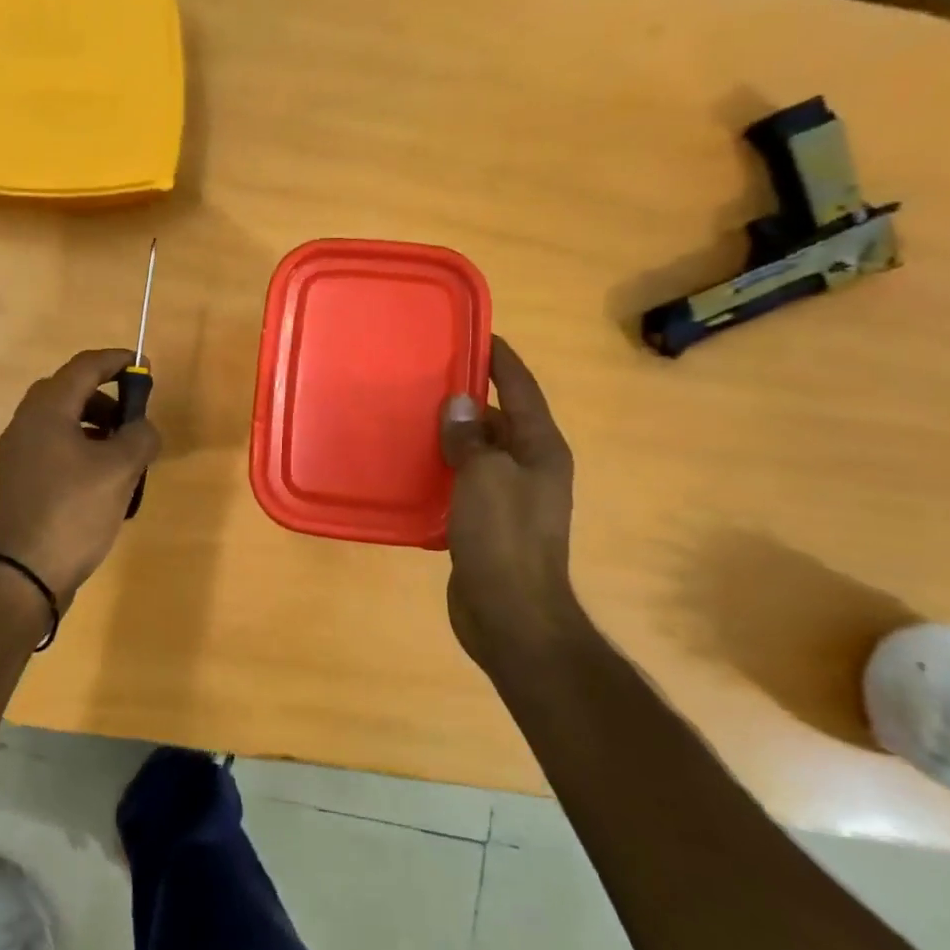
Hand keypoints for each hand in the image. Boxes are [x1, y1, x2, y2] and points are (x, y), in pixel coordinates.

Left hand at [0, 348, 161, 602]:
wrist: (20, 576)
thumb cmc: (72, 513)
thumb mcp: (119, 471)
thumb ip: (140, 437)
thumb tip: (143, 428)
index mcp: (47, 410)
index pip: (84, 367)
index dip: (117, 361)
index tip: (144, 367)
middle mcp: (25, 423)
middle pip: (69, 391)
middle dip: (106, 397)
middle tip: (133, 418)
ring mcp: (16, 453)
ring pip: (61, 421)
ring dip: (95, 425)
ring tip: (122, 454)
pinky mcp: (17, 480)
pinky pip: (53, 447)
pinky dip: (80, 448)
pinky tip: (100, 480)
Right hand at [438, 336, 578, 669]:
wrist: (511, 617)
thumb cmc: (504, 539)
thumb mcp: (485, 478)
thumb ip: (471, 437)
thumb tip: (459, 403)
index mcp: (540, 449)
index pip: (522, 389)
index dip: (500, 359)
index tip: (474, 332)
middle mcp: (530, 467)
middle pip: (498, 419)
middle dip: (466, 398)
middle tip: (423, 376)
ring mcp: (509, 498)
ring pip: (477, 452)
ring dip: (450, 436)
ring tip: (408, 415)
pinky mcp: (486, 523)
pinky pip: (462, 483)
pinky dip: (441, 470)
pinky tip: (409, 466)